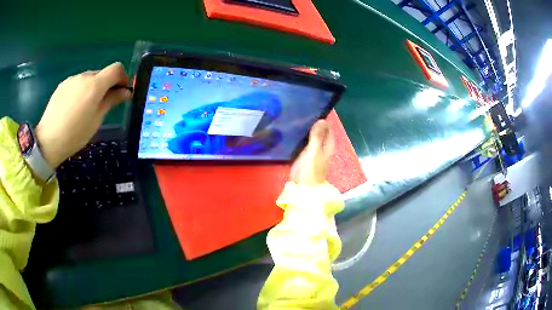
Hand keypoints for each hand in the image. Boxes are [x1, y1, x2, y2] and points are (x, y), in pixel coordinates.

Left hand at [35, 62, 130, 167]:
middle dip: (106, 85)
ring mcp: (72, 79)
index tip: (121, 91)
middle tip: (102, 104)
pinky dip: (80, 90)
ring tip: (85, 108)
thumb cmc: (76, 134)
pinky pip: (77, 83)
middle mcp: (84, 76)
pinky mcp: (63, 85)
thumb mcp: (97, 119)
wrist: (49, 140)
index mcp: (95, 84)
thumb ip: (111, 101)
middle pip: (102, 74)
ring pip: (88, 78)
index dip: (122, 77)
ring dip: (92, 88)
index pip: (116, 69)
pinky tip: (73, 107)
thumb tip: (126, 91)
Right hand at [290, 119, 334, 184]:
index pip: (327, 129)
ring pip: (310, 138)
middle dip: (311, 124)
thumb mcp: (314, 151)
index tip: (311, 110)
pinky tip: (291, 132)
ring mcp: (312, 152)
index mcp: (327, 146)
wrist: (302, 188)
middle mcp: (321, 148)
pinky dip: (299, 138)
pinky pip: (302, 144)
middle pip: (318, 133)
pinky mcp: (303, 157)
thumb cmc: (310, 169)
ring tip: (294, 119)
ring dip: (304, 131)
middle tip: (300, 113)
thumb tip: (322, 120)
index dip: (321, 120)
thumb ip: (317, 136)